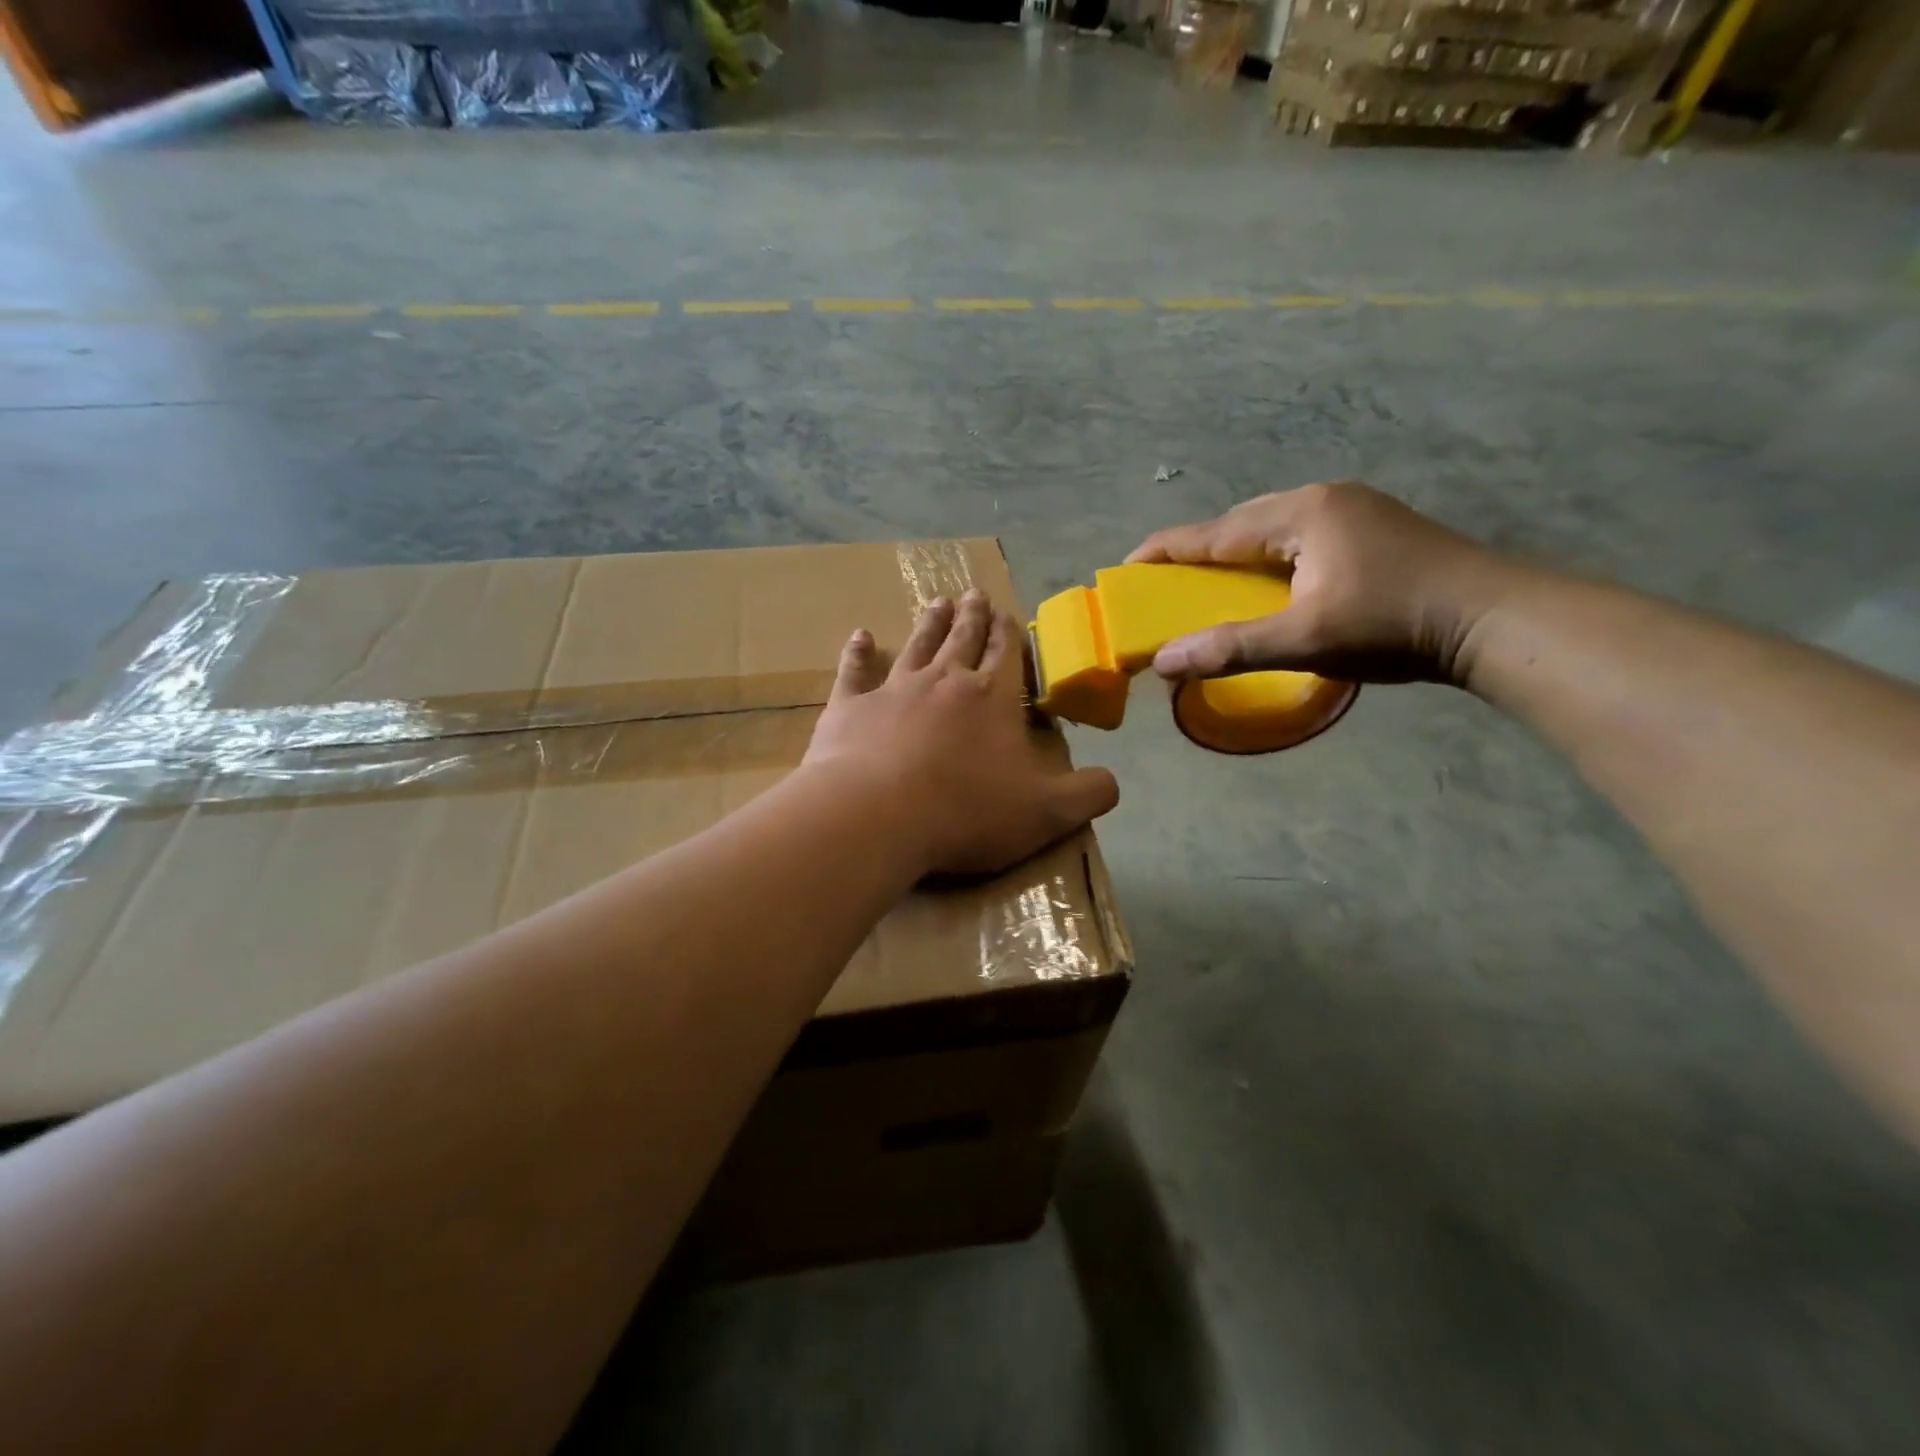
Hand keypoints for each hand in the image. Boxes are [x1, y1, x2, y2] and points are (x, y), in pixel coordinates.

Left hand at [802, 590, 1120, 876]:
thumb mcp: (1048, 813)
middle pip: (963, 639)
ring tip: (939, 602)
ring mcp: (894, 690)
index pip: (1006, 654)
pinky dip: (858, 652)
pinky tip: (859, 635)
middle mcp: (945, 681)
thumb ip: (1088, 795)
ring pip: (917, 645)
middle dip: (973, 617)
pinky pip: (855, 671)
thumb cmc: (967, 812)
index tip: (1007, 613)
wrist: (876, 815)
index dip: (1010, 634)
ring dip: (930, 623)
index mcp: (992, 698)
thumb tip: (1113, 782)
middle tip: (975, 594)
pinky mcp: (850, 708)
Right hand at [1127, 481, 1523, 686]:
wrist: (1494, 621)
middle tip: (1168, 580)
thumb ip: (1231, 649)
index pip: (1216, 531)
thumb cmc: (1392, 625)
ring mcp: (1354, 510)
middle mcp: (1324, 499)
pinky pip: (1299, 536)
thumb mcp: (1304, 640)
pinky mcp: (1374, 529)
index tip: (1127, 566)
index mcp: (1302, 514)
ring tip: (1213, 581)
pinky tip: (1270, 579)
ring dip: (1237, 552)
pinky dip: (1269, 556)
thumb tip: (1163, 661)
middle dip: (1200, 549)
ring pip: (1273, 527)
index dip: (1168, 550)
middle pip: (1242, 522)